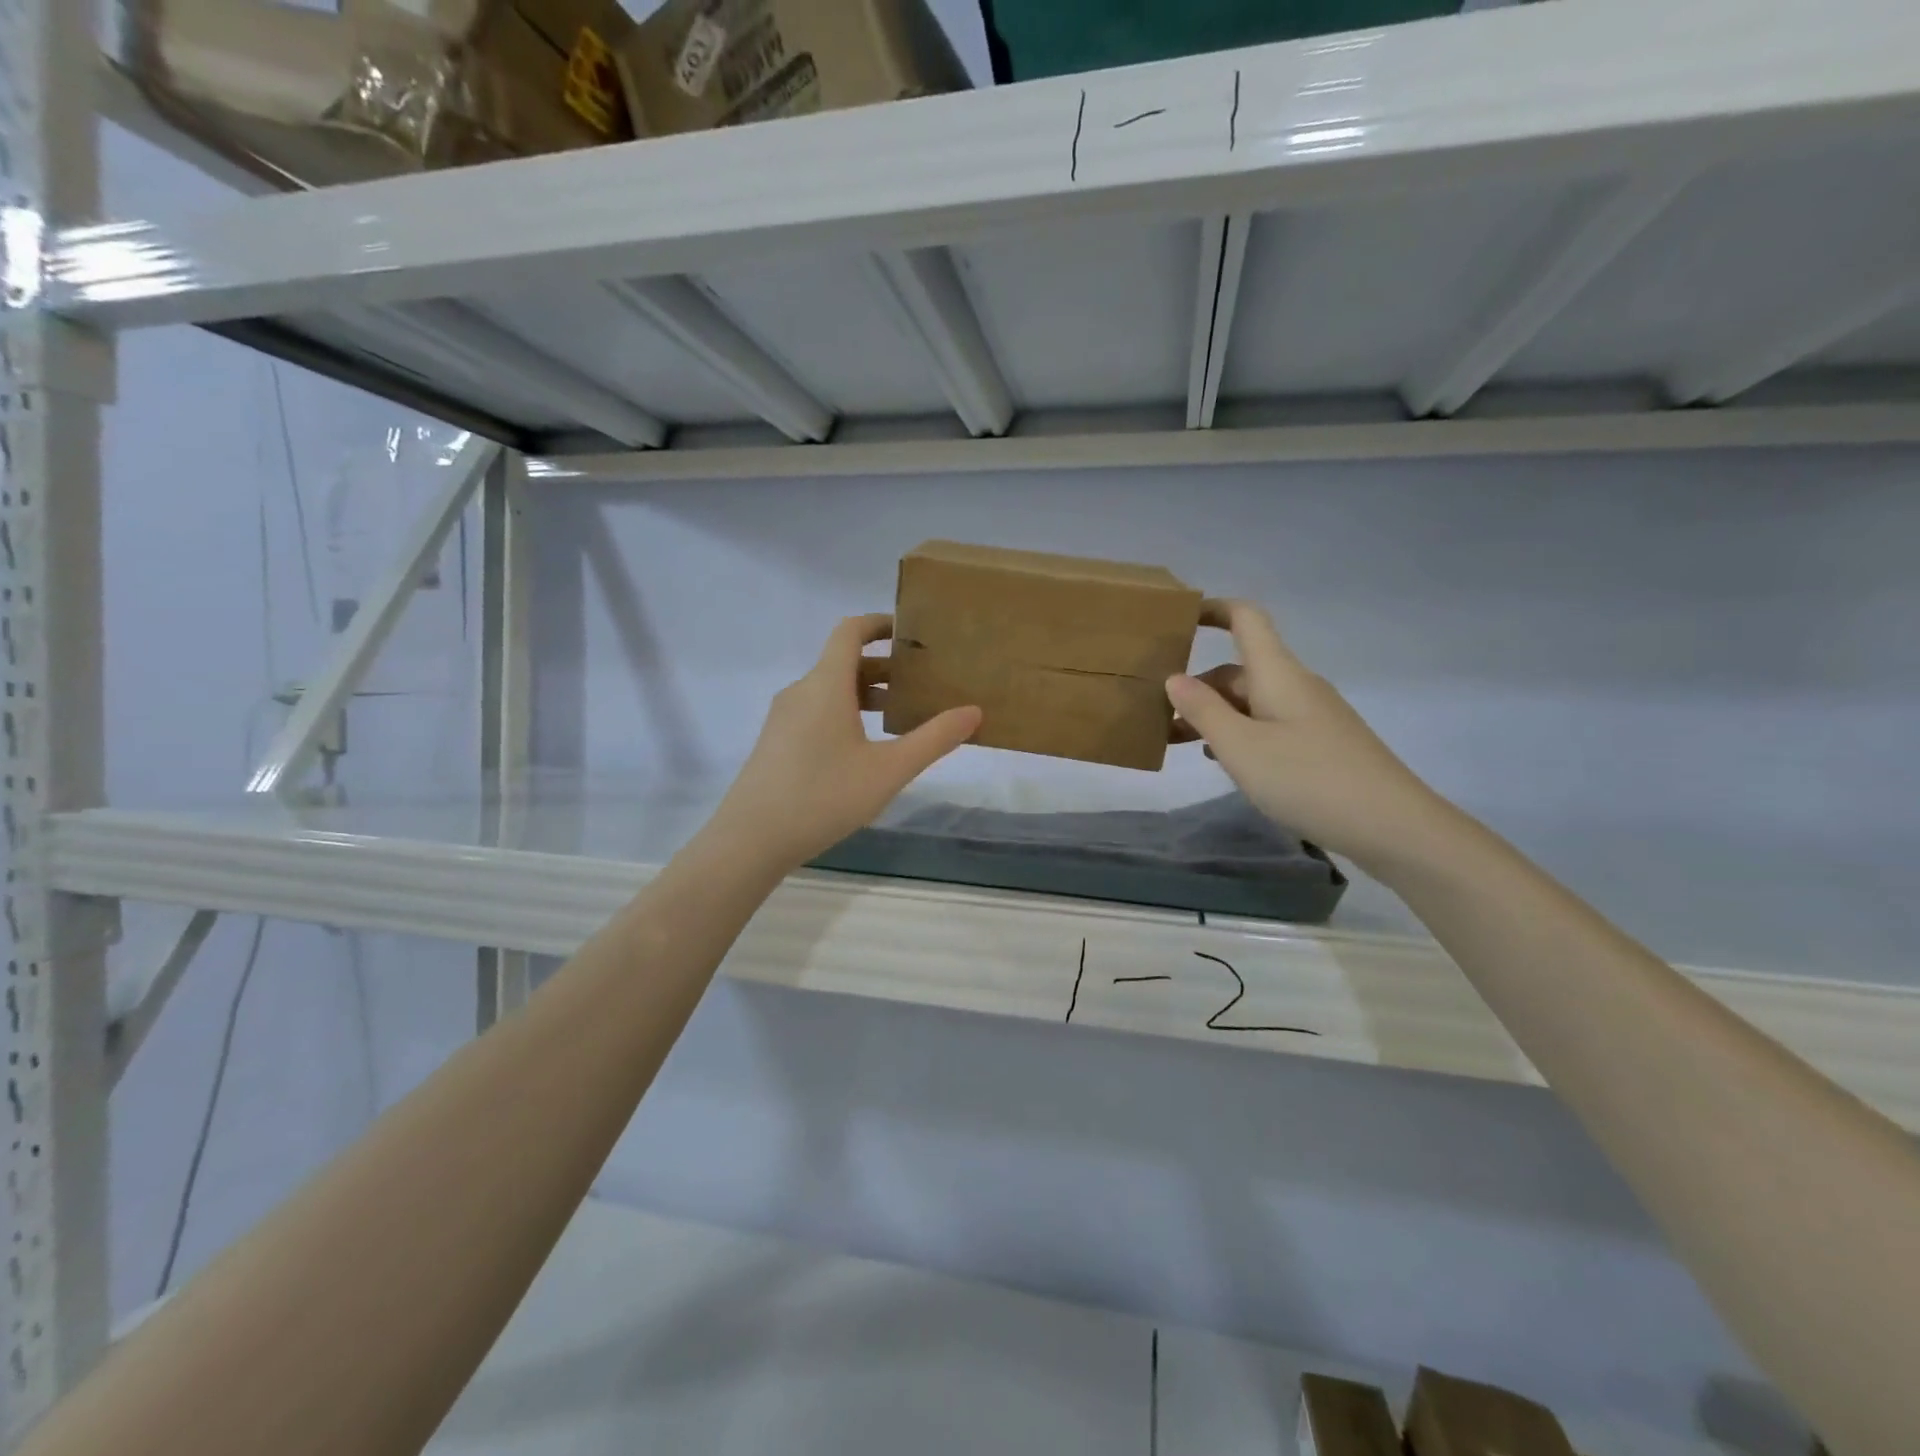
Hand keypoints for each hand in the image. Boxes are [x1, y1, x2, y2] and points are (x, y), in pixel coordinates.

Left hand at [709, 615, 982, 870]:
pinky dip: (845, 714)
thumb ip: (934, 739)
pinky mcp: (776, 742)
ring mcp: (784, 717)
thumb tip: (973, 712)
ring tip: (901, 718)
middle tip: (923, 684)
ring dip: (866, 695)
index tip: (912, 633)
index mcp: (826, 684)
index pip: (850, 631)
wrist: (751, 839)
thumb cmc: (824, 796)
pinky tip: (865, 750)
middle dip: (885, 668)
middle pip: (844, 662)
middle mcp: (801, 691)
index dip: (880, 623)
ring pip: (830, 690)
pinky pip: (816, 711)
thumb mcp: (889, 770)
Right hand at [1167, 600, 1455, 872]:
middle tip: (1157, 714)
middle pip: (1240, 669)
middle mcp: (1296, 686)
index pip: (1246, 619)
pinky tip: (1224, 761)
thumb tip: (1175, 677)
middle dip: (1198, 686)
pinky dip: (1239, 734)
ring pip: (1252, 702)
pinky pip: (1269, 726)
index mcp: (1278, 674)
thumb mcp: (1241, 747)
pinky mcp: (1321, 745)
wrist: (1392, 827)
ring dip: (1215, 715)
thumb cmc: (1308, 779)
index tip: (1178, 619)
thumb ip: (1203, 710)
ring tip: (1179, 741)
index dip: (1213, 610)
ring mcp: (1312, 716)